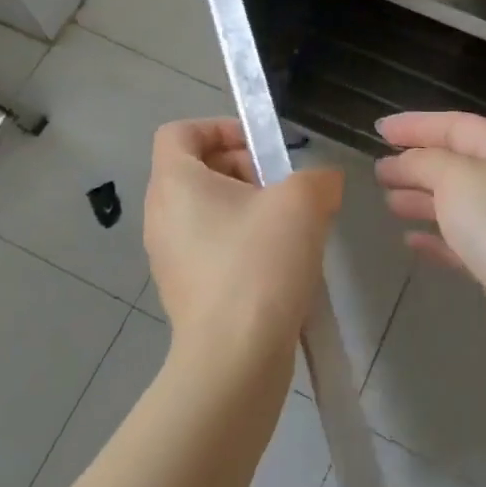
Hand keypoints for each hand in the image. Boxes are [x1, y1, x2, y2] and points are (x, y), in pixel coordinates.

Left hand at [143, 119, 342, 358]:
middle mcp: (161, 215)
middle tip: (283, 188)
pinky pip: (211, 246)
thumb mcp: (303, 202)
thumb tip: (324, 183)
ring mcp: (169, 256)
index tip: (261, 148)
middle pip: (197, 169)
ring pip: (207, 210)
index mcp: (175, 183)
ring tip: (288, 227)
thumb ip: (318, 178)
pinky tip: (278, 264)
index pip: (180, 132)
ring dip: (248, 207)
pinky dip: (240, 242)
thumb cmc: (259, 264)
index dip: (220, 127)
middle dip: (244, 168)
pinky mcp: (184, 290)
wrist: (235, 359)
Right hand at [374, 111, 485, 375]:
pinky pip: (461, 243)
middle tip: (379, 170)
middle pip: (457, 164)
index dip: (417, 124)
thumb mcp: (456, 178)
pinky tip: (410, 241)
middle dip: (416, 163)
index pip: (458, 125)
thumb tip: (404, 162)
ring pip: (458, 204)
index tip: (379, 129)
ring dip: (422, 199)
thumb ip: (424, 162)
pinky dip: (435, 238)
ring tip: (388, 201)